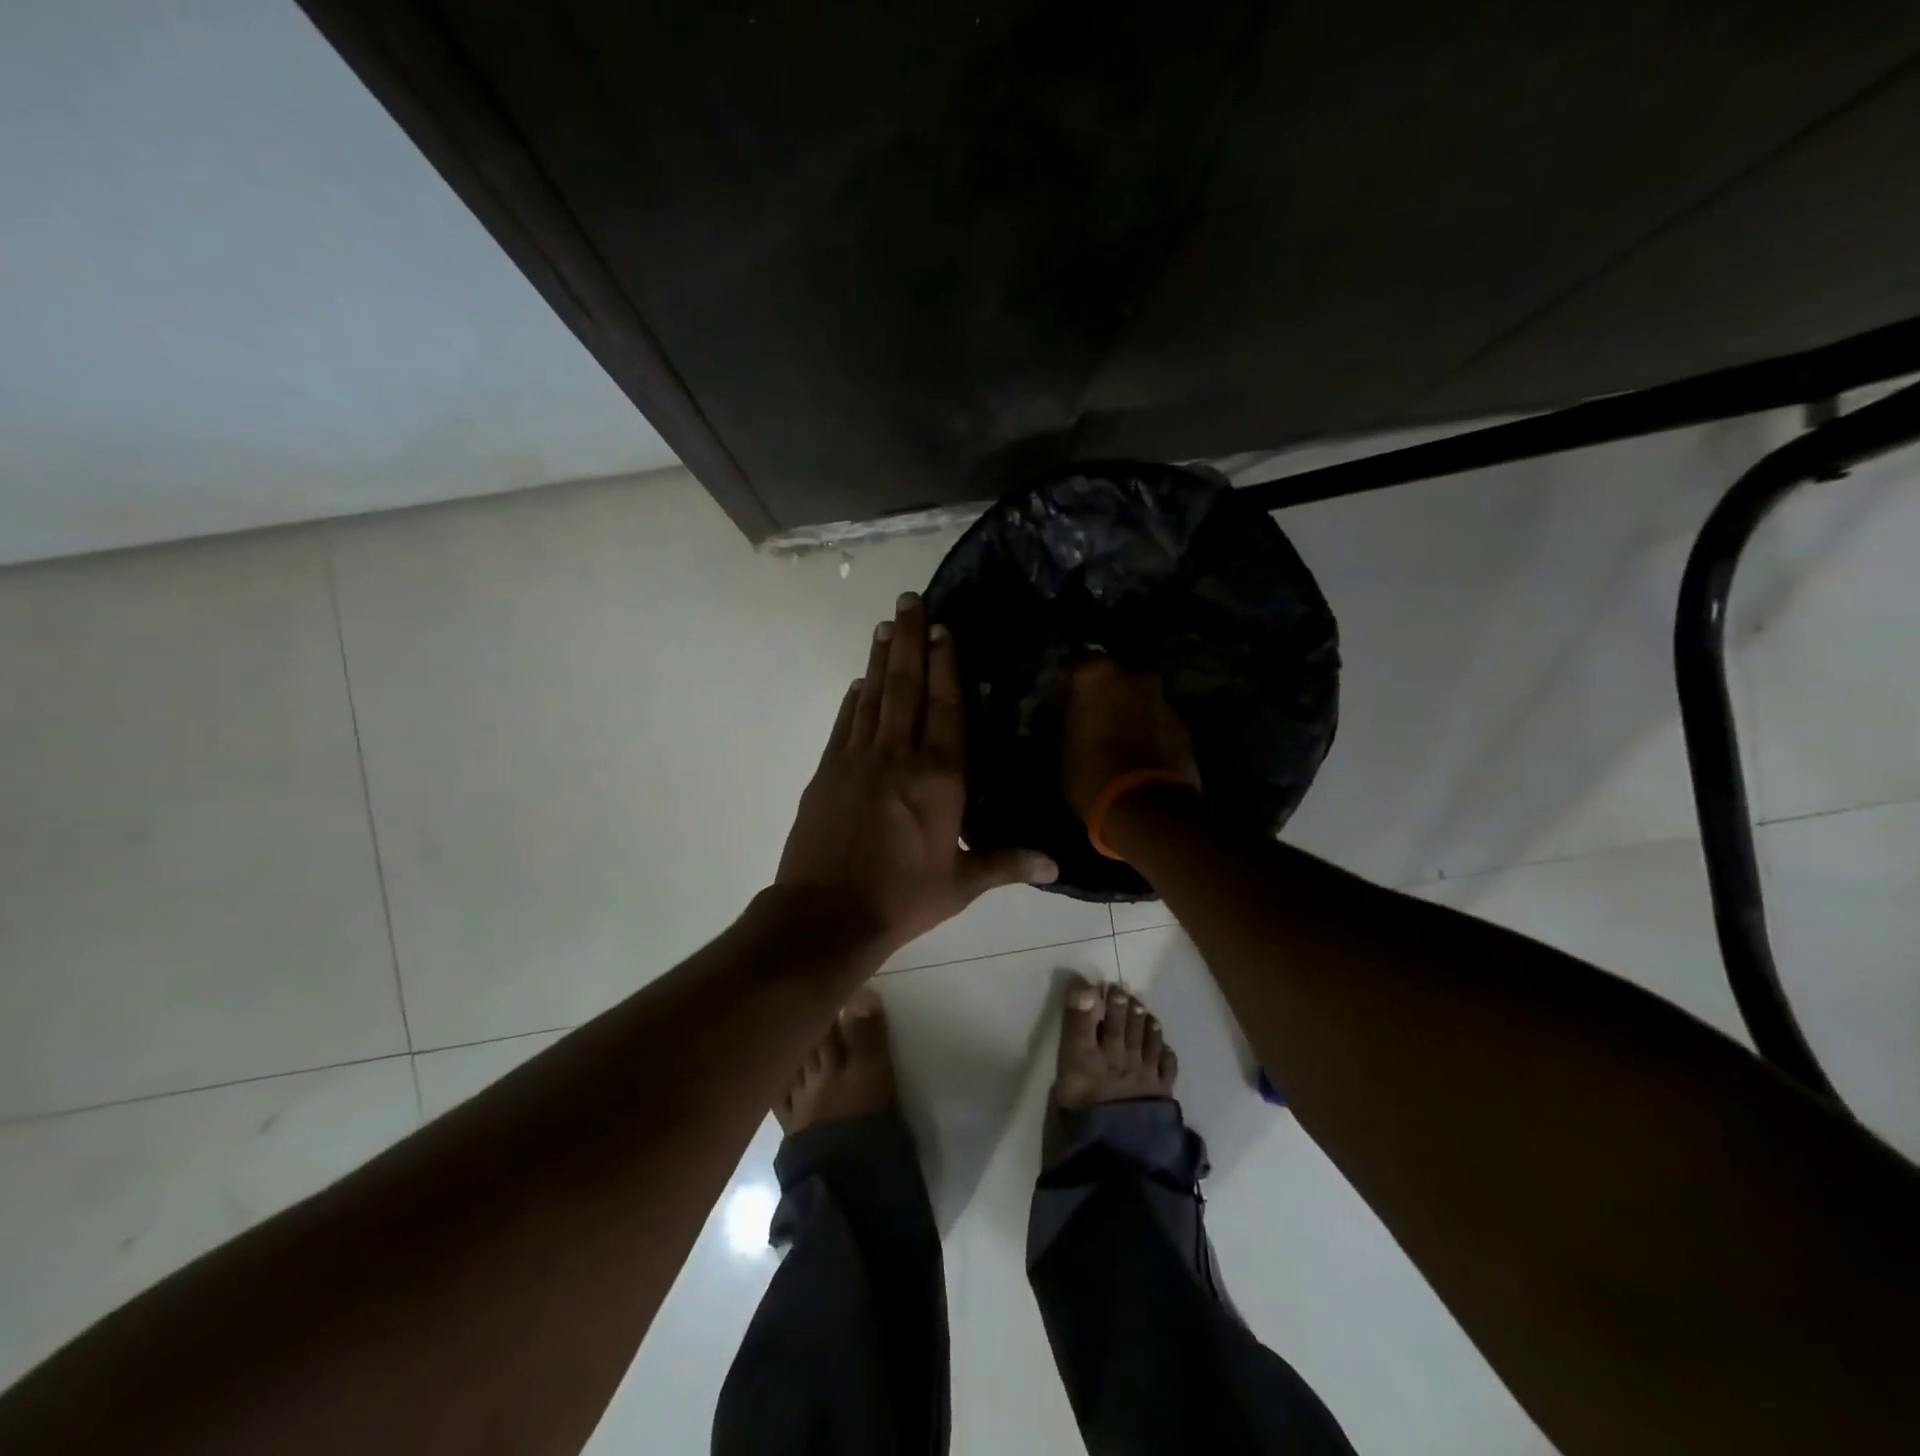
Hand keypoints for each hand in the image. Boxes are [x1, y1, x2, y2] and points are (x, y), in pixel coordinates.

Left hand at [777, 592, 1057, 955]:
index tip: (944, 627)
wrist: (825, 916)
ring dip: (881, 658)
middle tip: (908, 598)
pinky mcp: (826, 772)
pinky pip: (845, 724)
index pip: (946, 708)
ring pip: (873, 696)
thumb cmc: (901, 899)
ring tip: (886, 624)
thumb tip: (1056, 865)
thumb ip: (1007, 863)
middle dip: (910, 640)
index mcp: (939, 778)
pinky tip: (859, 681)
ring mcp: (857, 760)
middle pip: (906, 687)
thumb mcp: (961, 884)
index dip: (947, 664)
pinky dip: (854, 699)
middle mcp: (898, 756)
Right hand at [1060, 657, 1201, 819]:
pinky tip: (1135, 752)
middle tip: (1088, 716)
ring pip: (1137, 697)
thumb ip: (1060, 724)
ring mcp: (1163, 700)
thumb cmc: (1090, 773)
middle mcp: (1134, 675)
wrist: (1146, 808)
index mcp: (1098, 674)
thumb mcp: (1059, 750)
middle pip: (1112, 676)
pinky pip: (1155, 720)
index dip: (1063, 687)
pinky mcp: (1182, 726)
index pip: (1072, 667)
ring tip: (1113, 736)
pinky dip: (1145, 729)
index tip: (1058, 705)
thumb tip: (1057, 720)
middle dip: (1101, 693)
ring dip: (1126, 710)